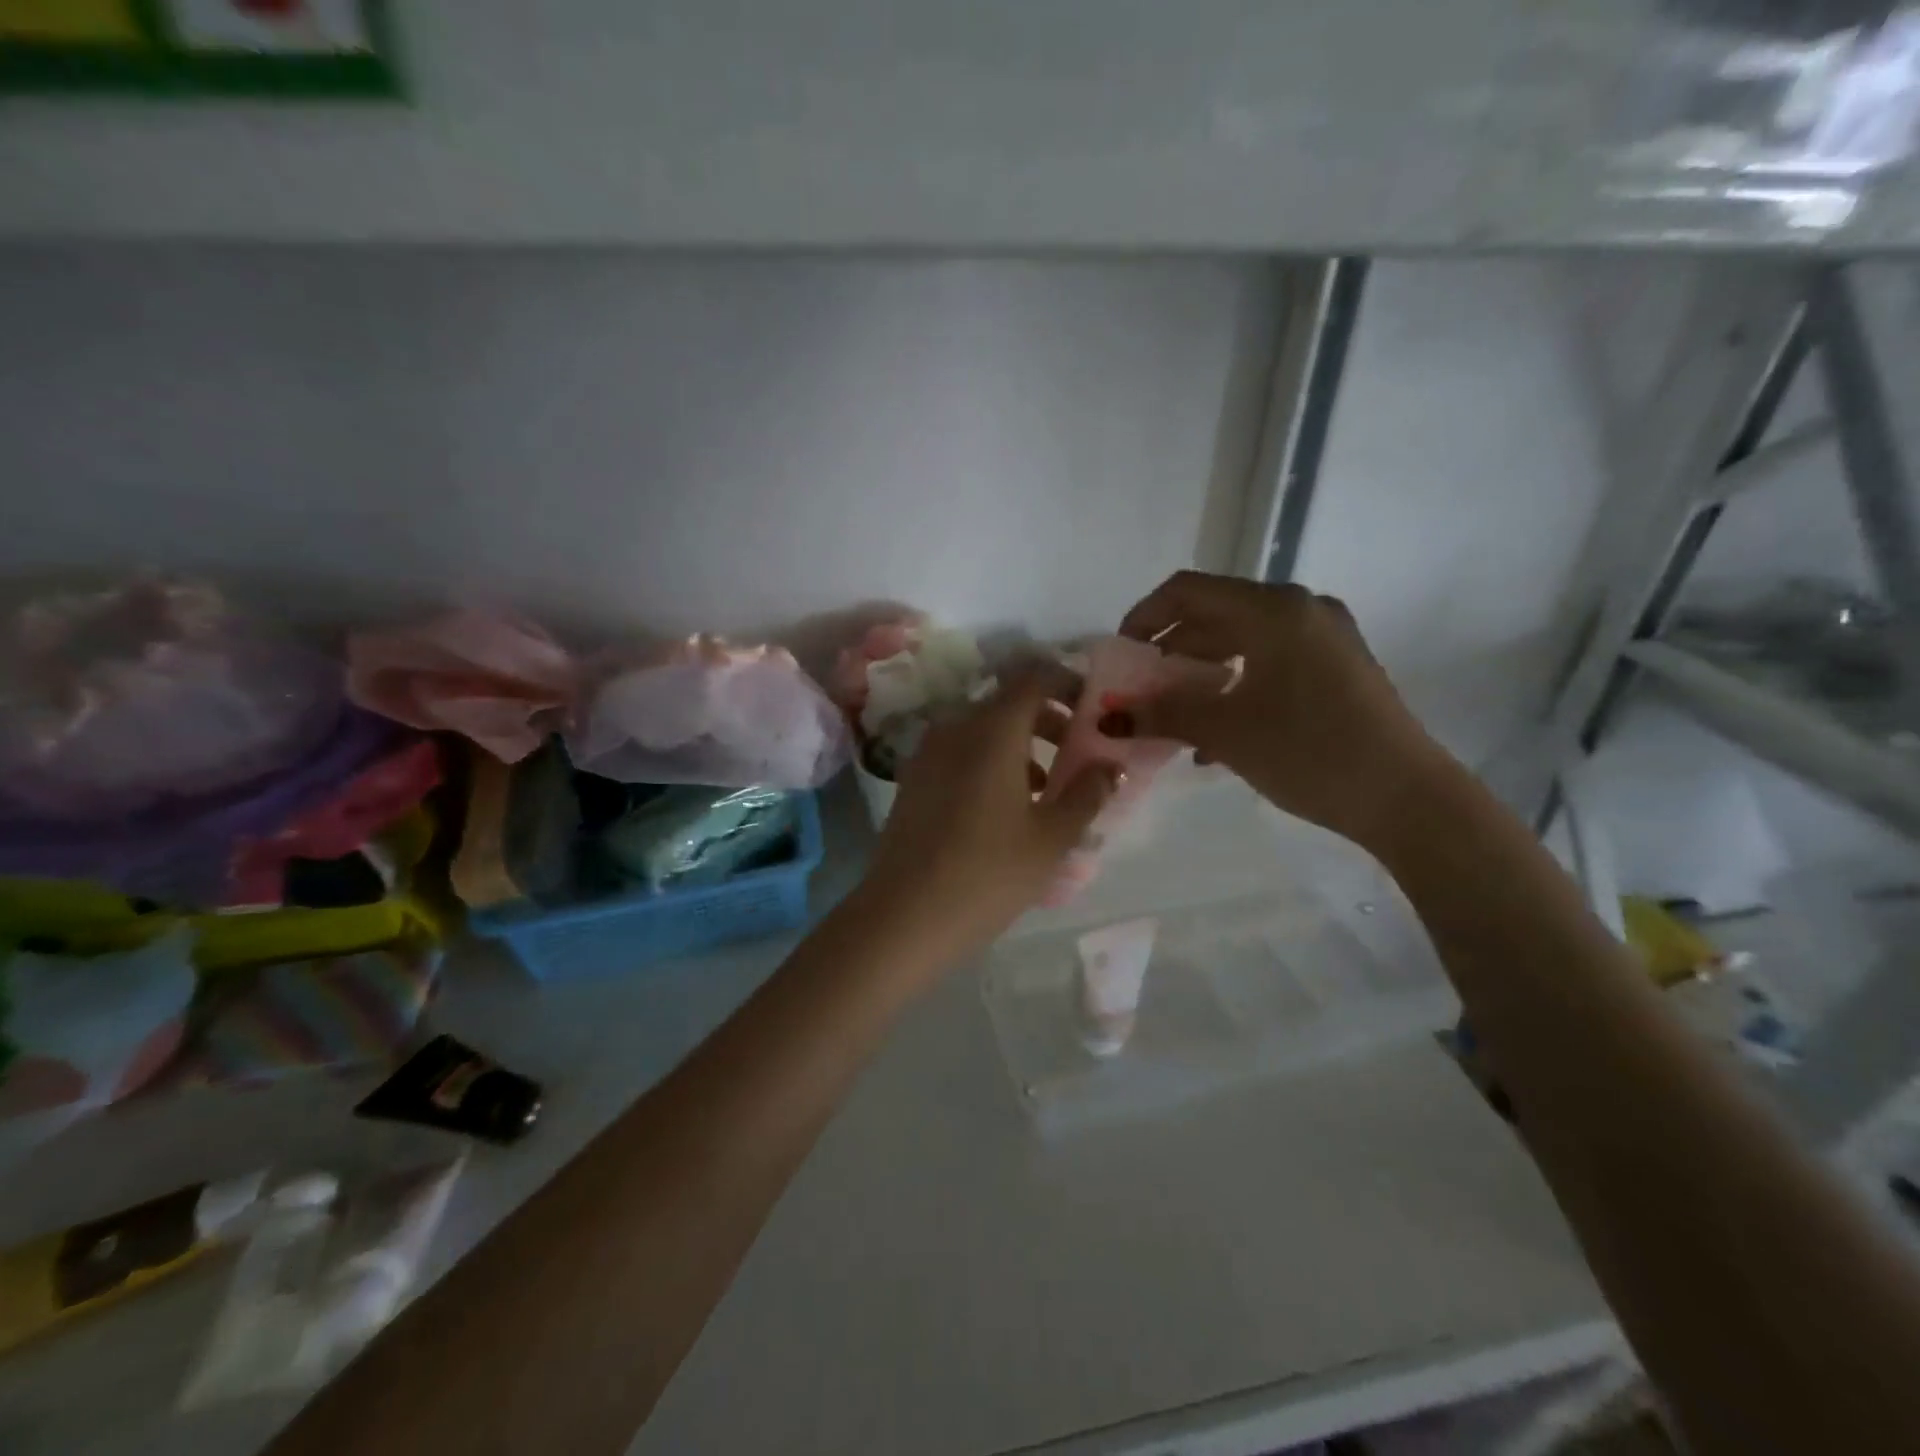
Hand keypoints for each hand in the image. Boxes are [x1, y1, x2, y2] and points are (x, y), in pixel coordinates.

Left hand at [860, 669, 1114, 959]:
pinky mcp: (912, 780)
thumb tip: (1111, 766)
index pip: (1033, 678)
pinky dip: (989, 762)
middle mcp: (955, 728)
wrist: (903, 916)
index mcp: (992, 730)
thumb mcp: (1051, 837)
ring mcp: (927, 753)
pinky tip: (1004, 808)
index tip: (1093, 707)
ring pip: (982, 730)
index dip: (1067, 683)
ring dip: (1018, 746)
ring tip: (1046, 789)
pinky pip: (960, 753)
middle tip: (1077, 752)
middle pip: (1007, 703)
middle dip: (1047, 719)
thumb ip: (1087, 793)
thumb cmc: (988, 872)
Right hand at [1118, 572, 1449, 851]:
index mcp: (1273, 610)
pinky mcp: (1338, 666)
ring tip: (1174, 712)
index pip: (1188, 591)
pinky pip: (1271, 659)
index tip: (1121, 655)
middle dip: (1171, 649)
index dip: (1145, 616)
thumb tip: (1108, 717)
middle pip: (1216, 613)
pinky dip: (1236, 682)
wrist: (1405, 797)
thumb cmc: (1309, 752)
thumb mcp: (1226, 731)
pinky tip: (1217, 729)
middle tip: (1141, 688)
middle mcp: (1300, 609)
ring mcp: (1325, 636)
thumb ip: (1162, 713)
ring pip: (1243, 639)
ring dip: (1201, 670)